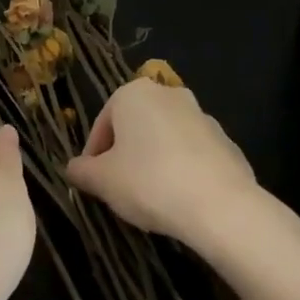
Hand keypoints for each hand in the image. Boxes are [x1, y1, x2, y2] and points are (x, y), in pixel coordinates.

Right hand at [65, 81, 256, 242]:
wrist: (221, 206)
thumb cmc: (150, 182)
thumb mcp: (103, 181)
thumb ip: (82, 171)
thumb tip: (73, 169)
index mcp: (133, 93)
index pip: (102, 124)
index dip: (93, 156)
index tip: (94, 183)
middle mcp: (168, 95)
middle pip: (135, 127)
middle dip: (125, 155)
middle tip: (119, 189)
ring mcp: (202, 116)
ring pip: (165, 139)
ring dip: (154, 161)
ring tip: (151, 197)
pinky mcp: (227, 142)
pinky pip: (193, 155)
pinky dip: (183, 171)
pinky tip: (181, 199)